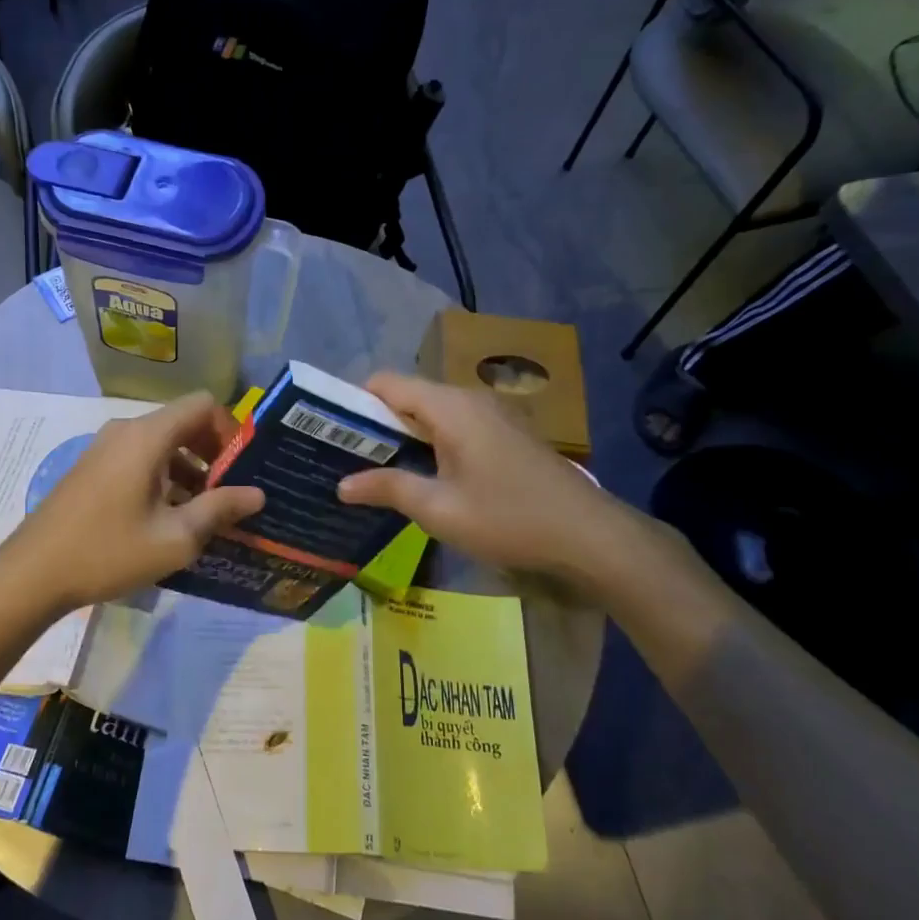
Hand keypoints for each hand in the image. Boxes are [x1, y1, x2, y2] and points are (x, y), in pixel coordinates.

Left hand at [0, 393, 265, 611]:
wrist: (31, 573)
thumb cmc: (108, 551)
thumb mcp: (175, 537)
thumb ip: (220, 509)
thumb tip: (257, 494)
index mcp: (147, 436)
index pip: (203, 404)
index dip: (230, 430)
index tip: (240, 469)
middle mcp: (126, 430)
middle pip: (183, 422)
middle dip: (213, 453)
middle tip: (228, 494)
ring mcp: (105, 448)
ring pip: (162, 443)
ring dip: (189, 468)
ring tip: (202, 513)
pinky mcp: (93, 467)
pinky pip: (140, 457)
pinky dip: (163, 476)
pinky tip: (167, 517)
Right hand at [338, 372, 669, 595]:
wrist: (590, 536)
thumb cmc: (508, 517)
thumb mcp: (439, 509)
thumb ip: (388, 489)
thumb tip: (342, 484)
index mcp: (449, 406)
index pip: (386, 383)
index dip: (353, 401)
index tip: (328, 431)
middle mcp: (468, 399)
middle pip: (407, 396)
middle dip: (374, 423)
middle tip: (344, 457)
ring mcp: (491, 415)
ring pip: (431, 413)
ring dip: (402, 436)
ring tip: (374, 469)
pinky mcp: (505, 435)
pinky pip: (453, 426)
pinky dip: (429, 443)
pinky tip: (421, 476)